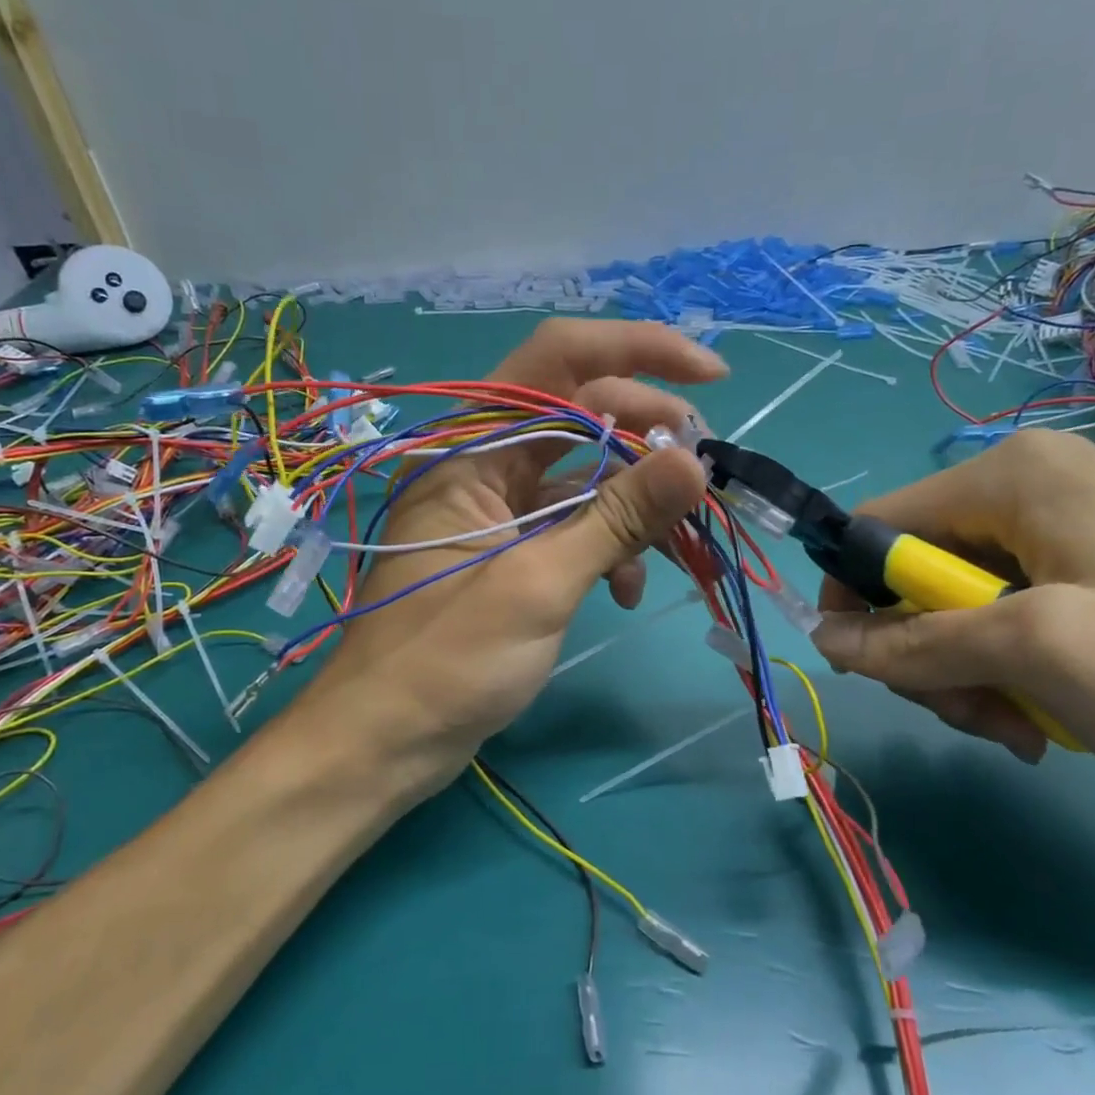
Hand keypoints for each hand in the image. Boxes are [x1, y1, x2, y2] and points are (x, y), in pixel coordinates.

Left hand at [297, 320, 721, 789]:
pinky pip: (570, 528)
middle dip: (647, 437)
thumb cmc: (448, 661)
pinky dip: (606, 548)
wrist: (385, 742)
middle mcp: (482, 467)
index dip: (637, 353)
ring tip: (678, 541)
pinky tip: (624, 592)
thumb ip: (617, 518)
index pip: (558, 361)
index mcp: (472, 450)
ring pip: (582, 477)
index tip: (710, 377)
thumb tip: (695, 461)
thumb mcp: (539, 584)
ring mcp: (496, 513)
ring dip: (633, 503)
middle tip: (703, 470)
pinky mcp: (509, 555)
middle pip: (580, 415)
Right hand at [808, 430, 1094, 800]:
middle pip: (913, 575)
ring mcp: (1054, 536)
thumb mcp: (1034, 653)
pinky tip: (1040, 717)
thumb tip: (821, 640)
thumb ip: (913, 643)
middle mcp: (1025, 491)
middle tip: (969, 710)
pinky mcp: (1078, 576)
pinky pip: (997, 622)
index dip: (854, 594)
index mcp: (1009, 477)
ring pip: (951, 609)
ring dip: (965, 675)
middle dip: (927, 652)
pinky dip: (1001, 674)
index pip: (877, 525)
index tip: (865, 665)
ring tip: (1015, 725)